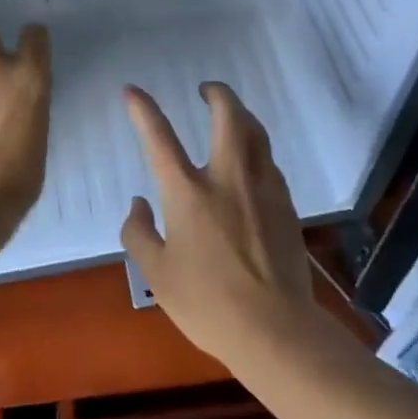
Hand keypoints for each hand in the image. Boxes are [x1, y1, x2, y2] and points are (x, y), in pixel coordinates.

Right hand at [120, 82, 316, 366]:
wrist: (275, 329)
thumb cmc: (207, 304)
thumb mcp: (157, 274)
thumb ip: (140, 233)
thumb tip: (138, 204)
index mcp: (188, 192)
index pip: (159, 137)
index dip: (143, 109)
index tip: (132, 90)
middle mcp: (227, 177)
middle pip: (228, 115)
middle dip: (217, 92)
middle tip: (207, 90)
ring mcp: (261, 187)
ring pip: (256, 132)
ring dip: (241, 116)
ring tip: (231, 117)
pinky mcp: (285, 204)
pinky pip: (269, 162)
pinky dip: (256, 151)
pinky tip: (251, 166)